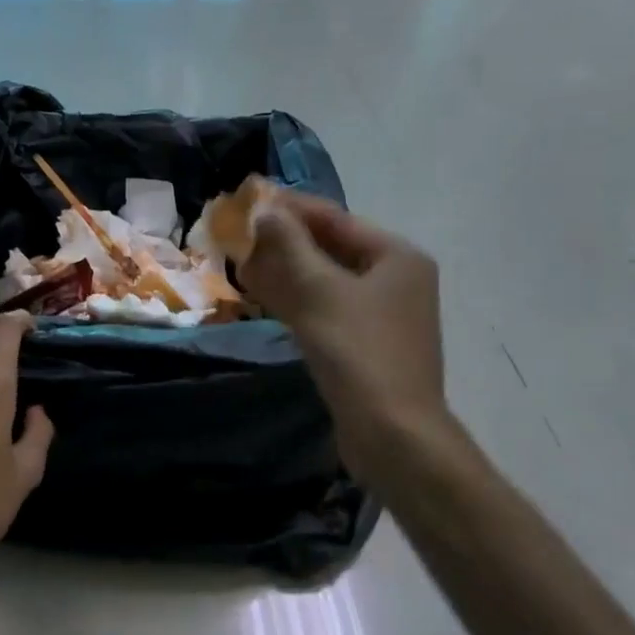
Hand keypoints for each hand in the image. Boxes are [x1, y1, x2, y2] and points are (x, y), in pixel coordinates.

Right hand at [240, 191, 470, 491]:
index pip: (334, 218)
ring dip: (284, 270)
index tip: (248, 199)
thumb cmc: (358, 351)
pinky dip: (295, 299)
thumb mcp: (319, 289)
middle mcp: (394, 279)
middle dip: (283, 240)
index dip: (289, 207)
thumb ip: (289, 244)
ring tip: (241, 260)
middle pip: (330, 247)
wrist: (392, 435)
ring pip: (324, 280)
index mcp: (396, 256)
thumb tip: (264, 209)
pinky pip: (325, 308)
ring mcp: (380, 315)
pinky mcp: (364, 344)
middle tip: (239, 232)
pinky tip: (263, 294)